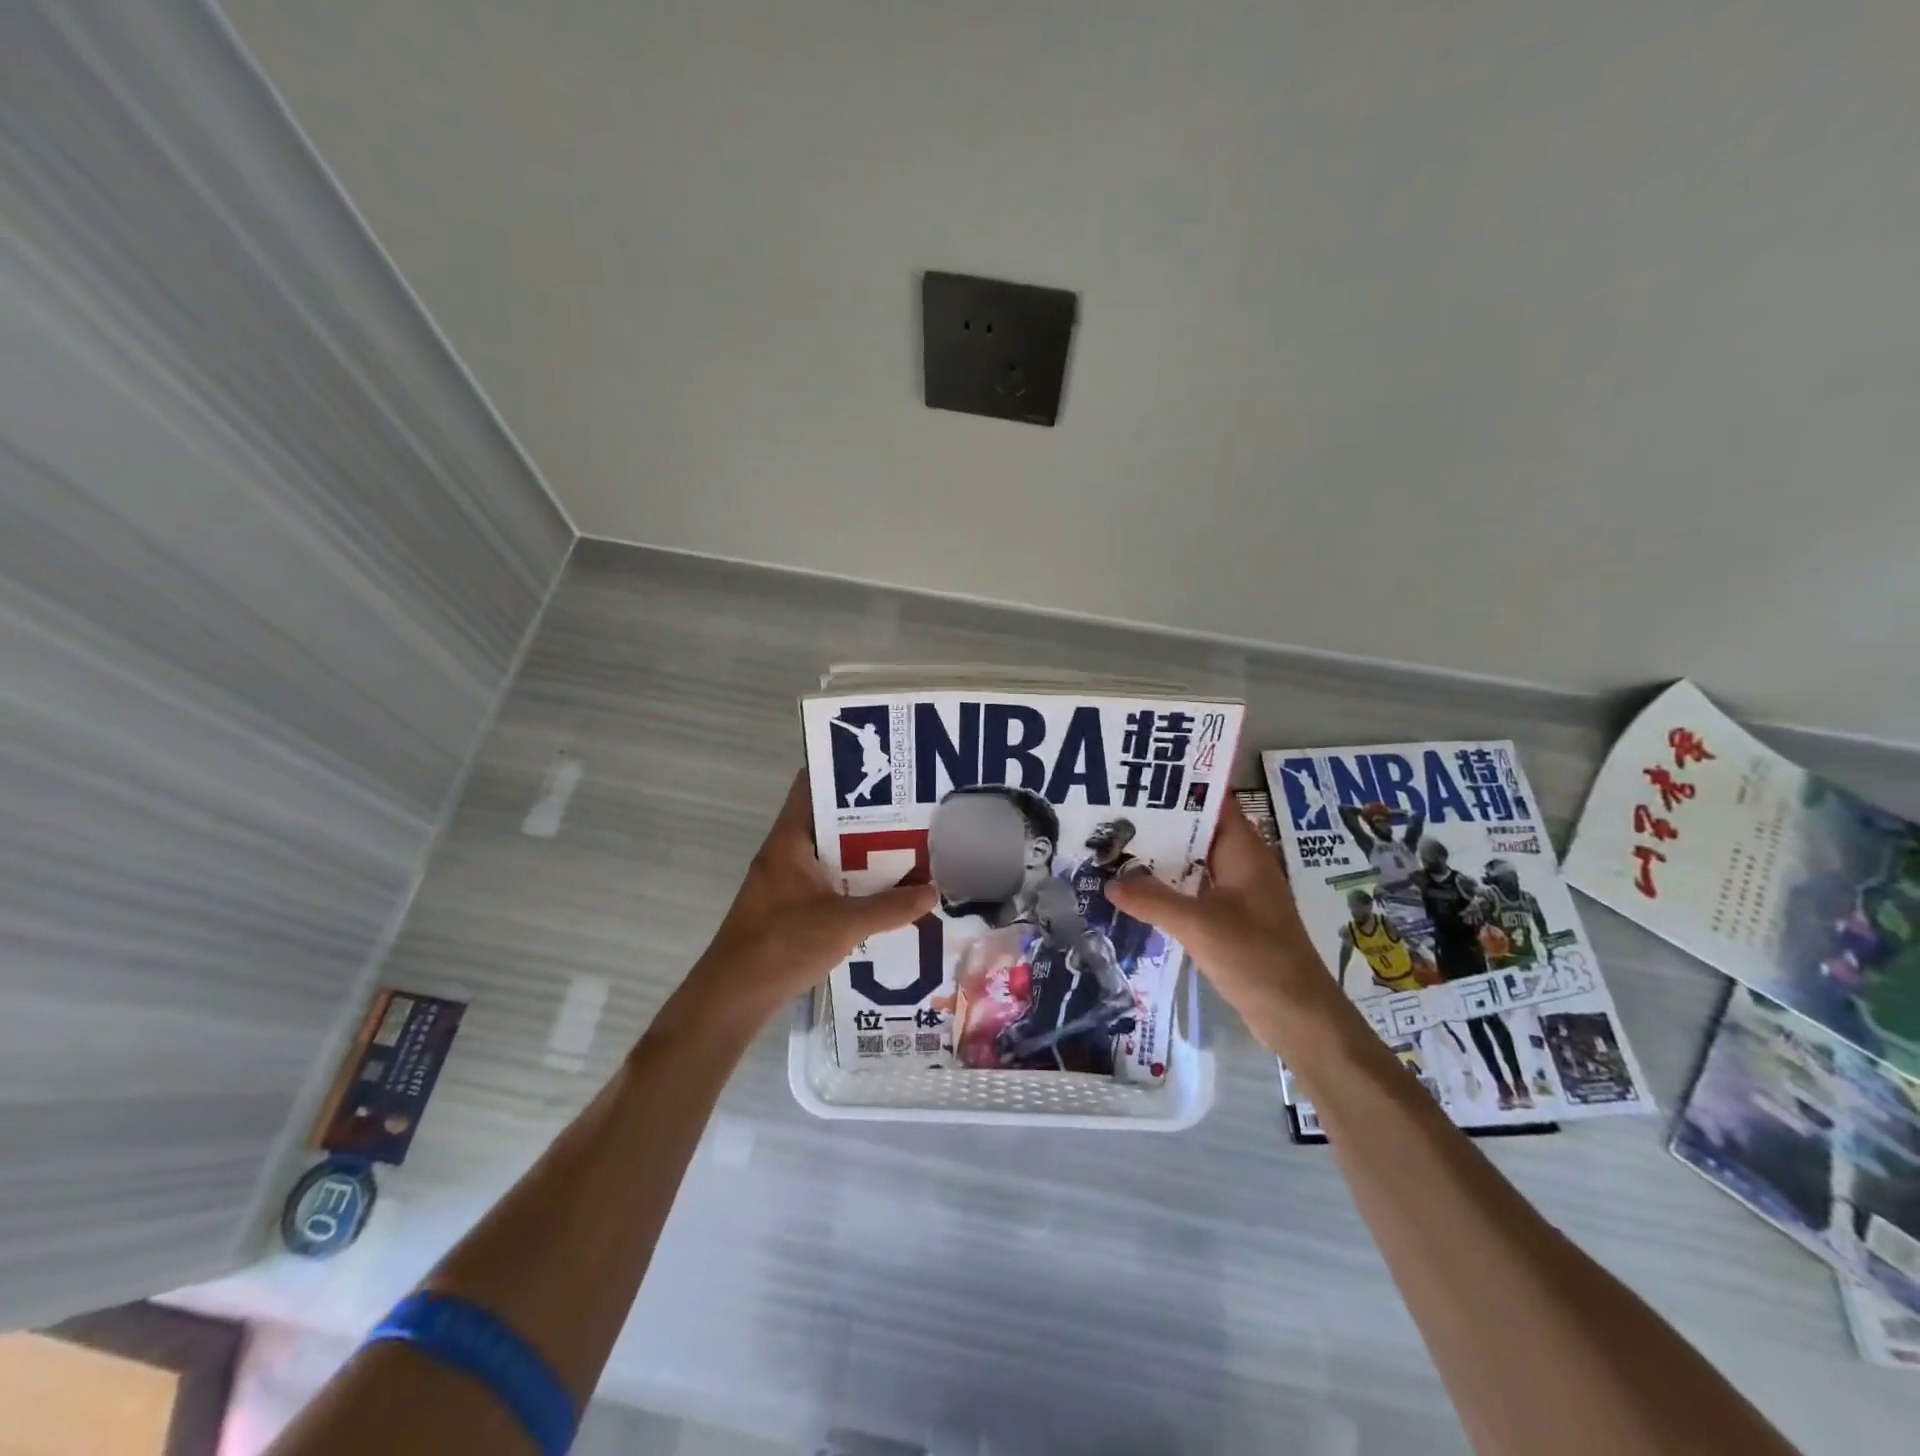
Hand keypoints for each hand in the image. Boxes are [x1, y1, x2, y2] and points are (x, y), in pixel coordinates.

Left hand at [683, 772, 936, 1021]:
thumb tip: (933, 892)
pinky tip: (881, 892)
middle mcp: (784, 852)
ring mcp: (783, 880)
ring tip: (905, 847)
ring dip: (860, 851)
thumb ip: (891, 907)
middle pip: (826, 819)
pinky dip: (850, 880)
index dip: (844, 771)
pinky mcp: (786, 907)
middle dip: (866, 815)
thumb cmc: (783, 945)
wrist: (732, 997)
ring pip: (827, 853)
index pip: (812, 785)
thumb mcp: (844, 924)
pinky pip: (824, 880)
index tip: (882, 770)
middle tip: (910, 810)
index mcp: (790, 840)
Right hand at [1106, 801, 1326, 1039]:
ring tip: (1115, 848)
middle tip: (1113, 813)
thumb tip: (1109, 882)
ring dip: (1161, 859)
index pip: (1213, 802)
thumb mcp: (1198, 924)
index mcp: (1244, 851)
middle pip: (1198, 832)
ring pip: (1194, 865)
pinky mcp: (1232, 922)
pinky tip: (1136, 893)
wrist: (1297, 1016)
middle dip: (1160, 823)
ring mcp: (1238, 895)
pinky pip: (1195, 894)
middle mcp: (1242, 865)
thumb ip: (1151, 900)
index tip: (1140, 779)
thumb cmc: (1255, 957)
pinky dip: (1169, 889)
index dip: (1180, 786)